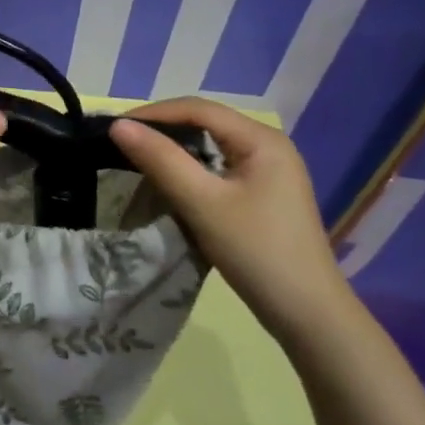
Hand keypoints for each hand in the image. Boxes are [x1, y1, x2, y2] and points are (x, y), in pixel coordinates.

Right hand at [109, 97, 345, 314]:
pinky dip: (192, 173)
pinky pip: (220, 171)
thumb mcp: (203, 203)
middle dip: (163, 131)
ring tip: (139, 163)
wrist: (308, 316)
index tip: (115, 129)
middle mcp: (269, 147)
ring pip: (212, 149)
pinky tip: (172, 187)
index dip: (154, 113)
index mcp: (262, 139)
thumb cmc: (257, 252)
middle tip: (123, 146)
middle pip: (206, 125)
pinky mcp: (264, 197)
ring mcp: (270, 173)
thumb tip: (119, 126)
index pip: (199, 109)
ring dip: (176, 153)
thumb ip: (161, 160)